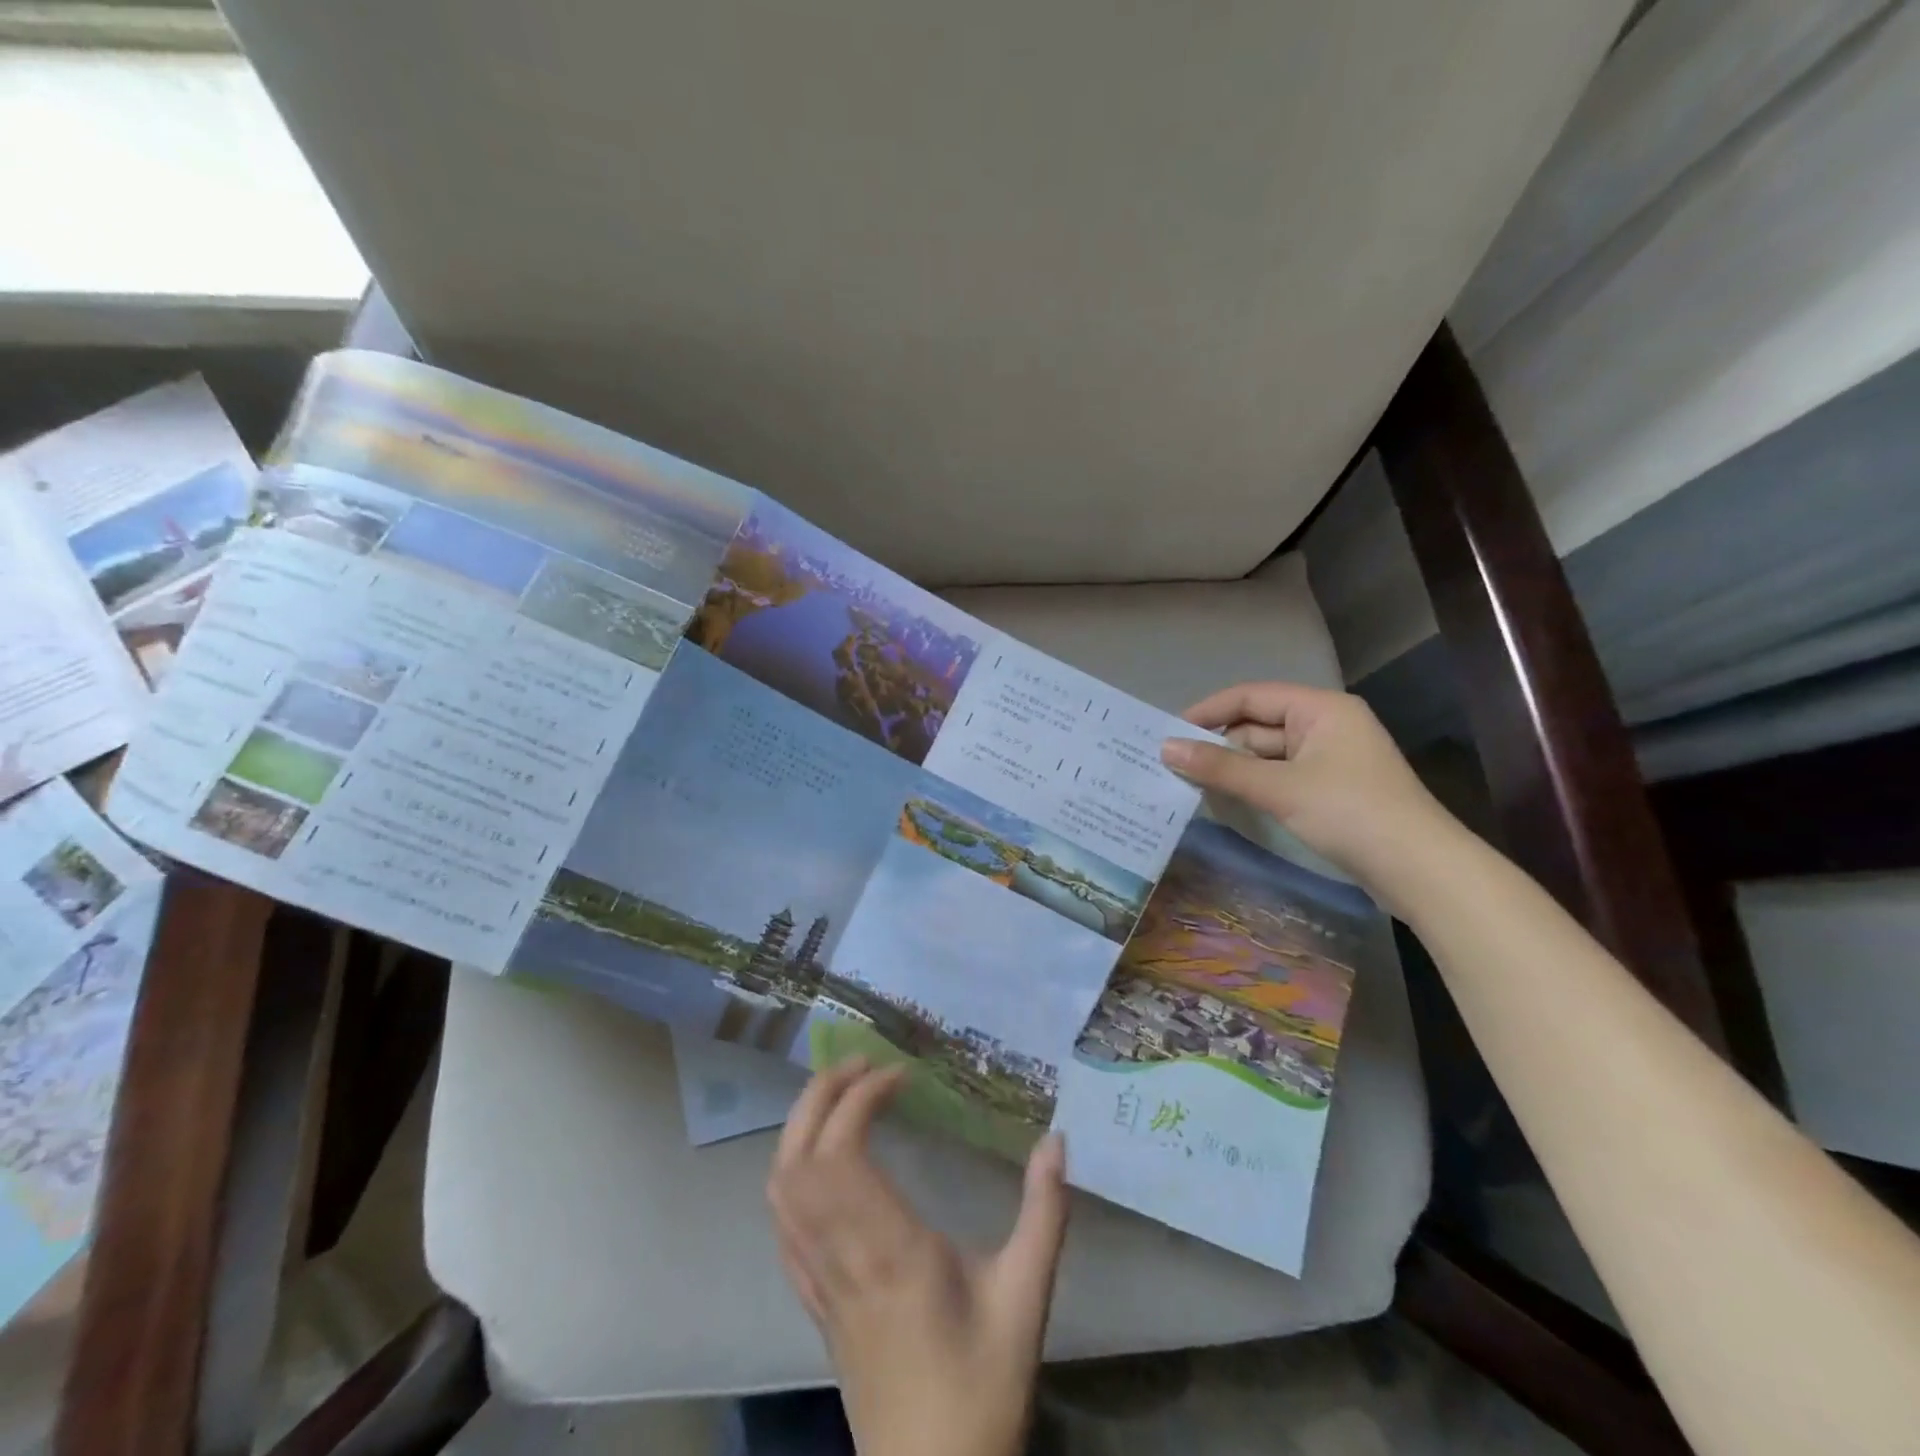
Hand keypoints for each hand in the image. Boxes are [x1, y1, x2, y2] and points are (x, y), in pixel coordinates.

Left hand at [767, 1061, 1069, 1455]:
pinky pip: (782, 1227)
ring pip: (780, 1191)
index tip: (899, 1075)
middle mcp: (841, 1258)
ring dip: (799, 1129)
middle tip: (859, 1064)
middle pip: (798, 1160)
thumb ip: (1044, 1215)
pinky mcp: (814, 1303)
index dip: (859, 1099)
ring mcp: (819, 1283)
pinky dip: (789, 1175)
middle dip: (819, 1097)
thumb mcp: (1025, 1298)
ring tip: (838, 1096)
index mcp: (889, 1251)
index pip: (842, 1153)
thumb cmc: (979, 1386)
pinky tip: (816, 1161)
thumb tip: (1057, 1141)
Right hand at [1160, 680, 1456, 888]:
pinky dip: (1253, 785)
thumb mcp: (1279, 787)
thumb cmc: (1349, 813)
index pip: (1251, 696)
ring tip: (1187, 781)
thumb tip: (1166, 748)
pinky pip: (1281, 777)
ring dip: (1233, 768)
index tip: (1168, 731)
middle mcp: (1326, 725)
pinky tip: (1224, 798)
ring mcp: (1330, 759)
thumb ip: (1221, 767)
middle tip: (1171, 763)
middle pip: (1258, 726)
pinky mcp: (1331, 790)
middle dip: (1217, 744)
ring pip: (1268, 755)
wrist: (1420, 870)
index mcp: (1320, 709)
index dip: (1207, 710)